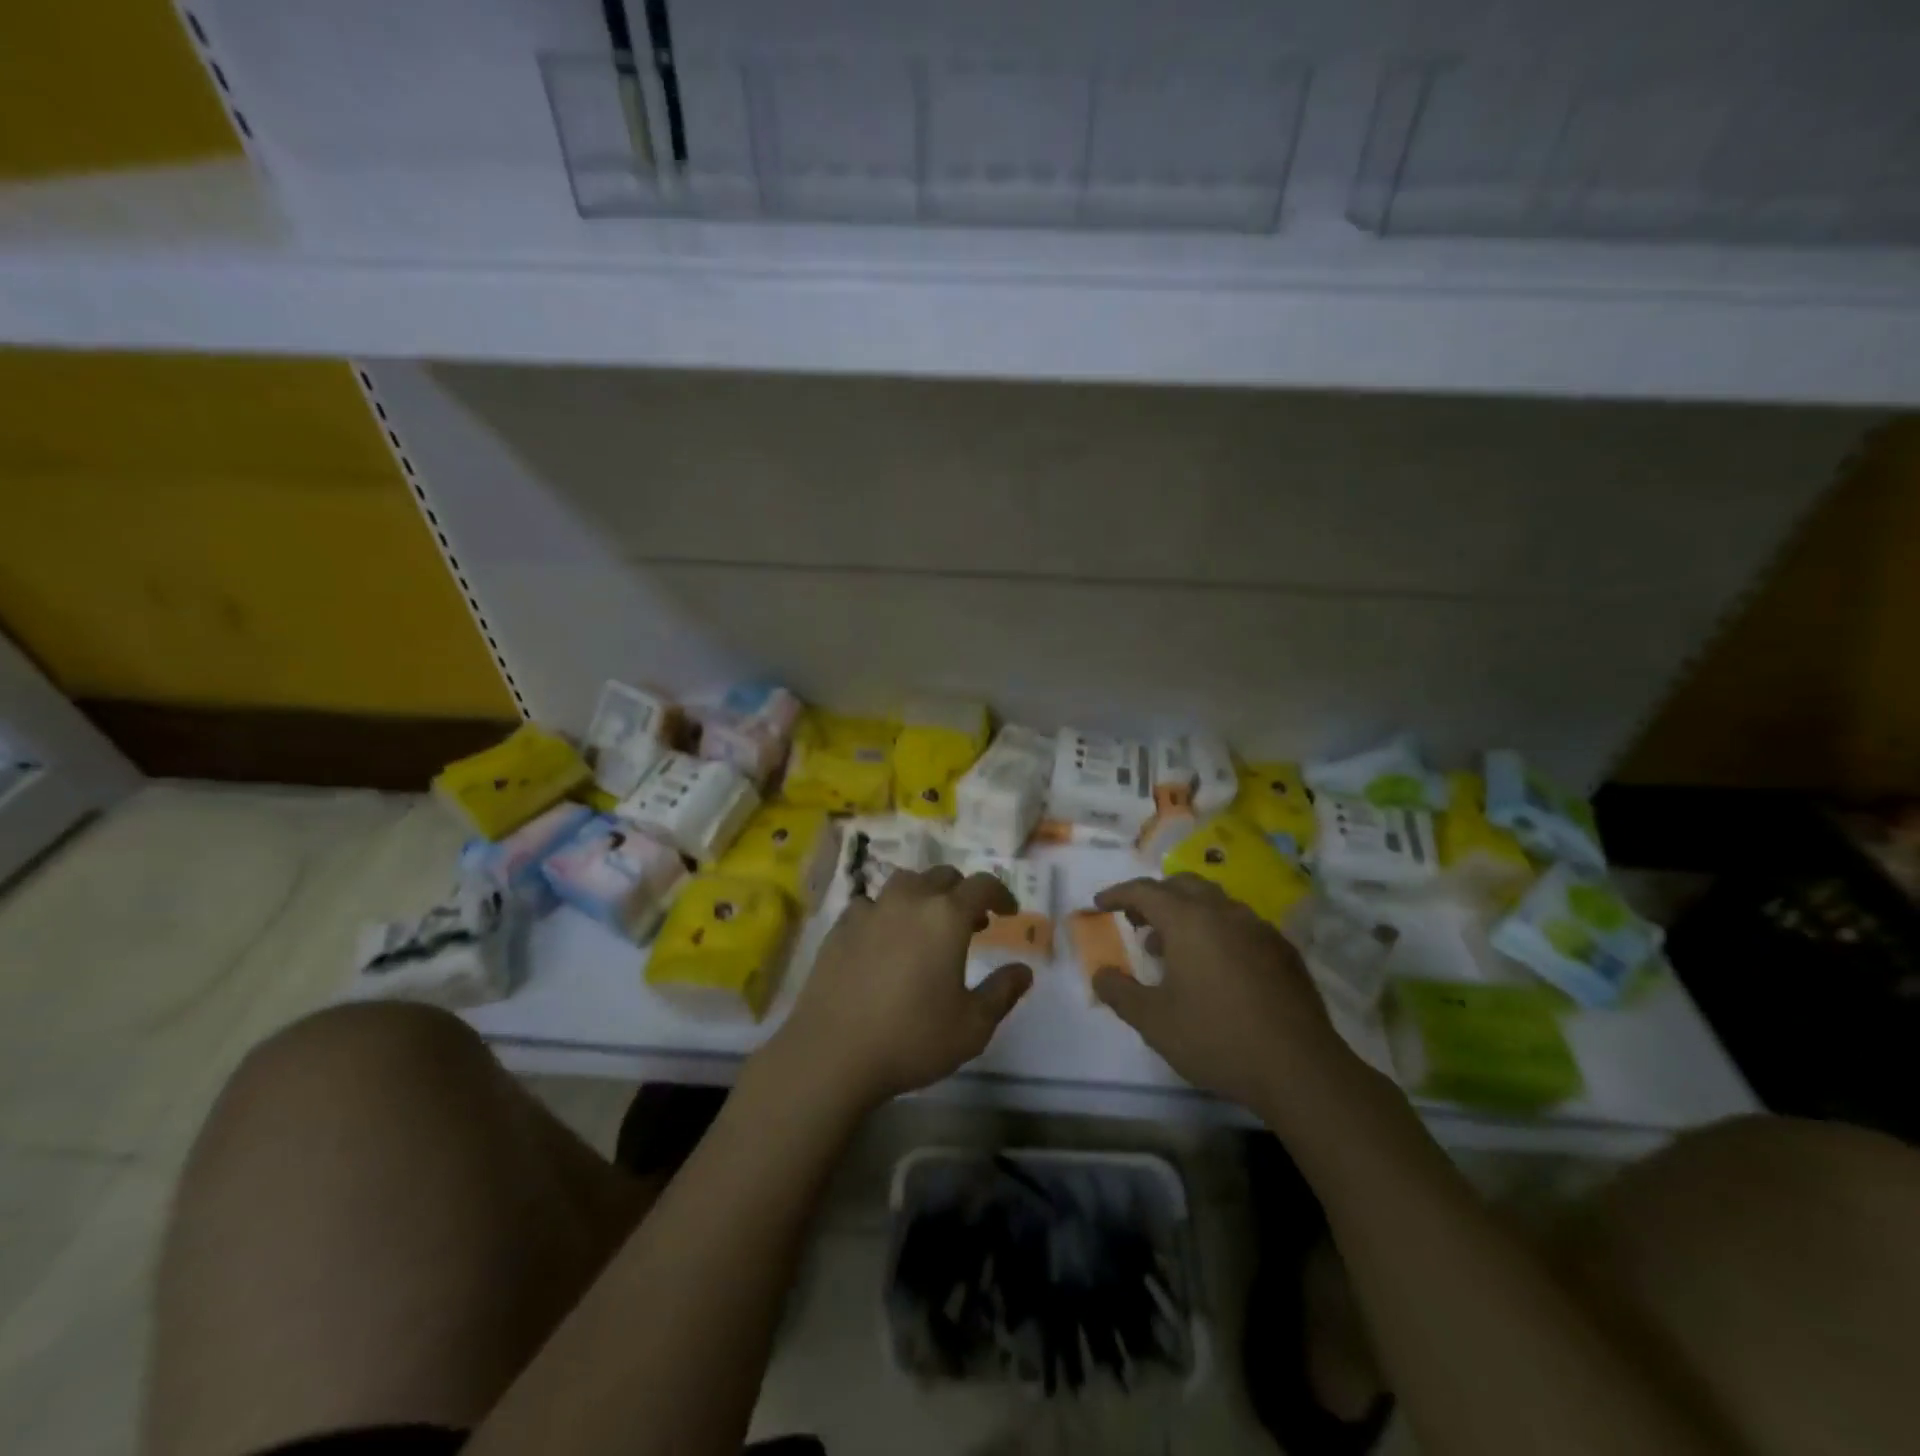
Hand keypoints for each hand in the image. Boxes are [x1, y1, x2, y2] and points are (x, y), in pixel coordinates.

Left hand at [773, 865, 1033, 1107]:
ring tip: (926, 925)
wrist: (832, 1053)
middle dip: (962, 892)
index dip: (1000, 893)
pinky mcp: (840, 927)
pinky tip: (883, 940)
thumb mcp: (972, 1026)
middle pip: (942, 876)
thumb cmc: (912, 1038)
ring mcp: (870, 910)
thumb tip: (1023, 971)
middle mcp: (909, 900)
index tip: (1009, 911)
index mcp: (946, 916)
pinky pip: (870, 904)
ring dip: (923, 895)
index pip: (982, 885)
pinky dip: (886, 913)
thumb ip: (1002, 993)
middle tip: (972, 922)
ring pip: (904, 883)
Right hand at [1091, 875, 1360, 1112]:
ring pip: (1215, 903)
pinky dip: (1217, 931)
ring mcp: (1259, 929)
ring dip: (1187, 914)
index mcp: (1189, 920)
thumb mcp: (1153, 1021)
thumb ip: (1119, 992)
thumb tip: (1101, 974)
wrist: (1299, 1068)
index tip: (1100, 904)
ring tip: (1172, 949)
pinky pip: (1240, 925)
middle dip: (1155, 896)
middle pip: (1183, 885)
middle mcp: (1224, 912)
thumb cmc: (1216, 1038)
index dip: (1118, 894)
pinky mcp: (1283, 951)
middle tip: (1136, 919)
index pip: (1145, 891)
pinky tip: (1215, 967)